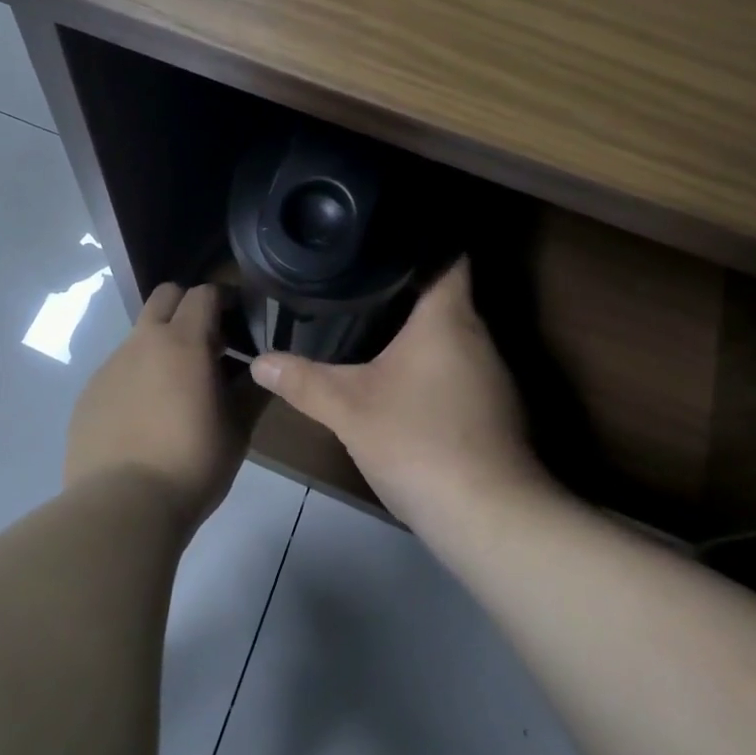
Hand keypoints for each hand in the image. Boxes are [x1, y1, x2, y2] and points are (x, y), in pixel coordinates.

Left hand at [64, 282, 252, 537]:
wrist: (120, 510)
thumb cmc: (190, 464)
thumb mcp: (237, 430)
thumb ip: (249, 390)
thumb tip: (259, 368)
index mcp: (183, 342)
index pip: (204, 293)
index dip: (224, 300)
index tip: (237, 322)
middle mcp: (143, 342)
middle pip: (165, 296)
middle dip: (187, 307)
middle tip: (205, 345)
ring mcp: (110, 366)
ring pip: (139, 336)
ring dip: (160, 348)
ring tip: (174, 394)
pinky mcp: (88, 394)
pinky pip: (118, 371)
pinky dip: (136, 380)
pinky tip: (143, 421)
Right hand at [250, 259, 547, 535]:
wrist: (490, 518)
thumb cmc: (420, 441)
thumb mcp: (349, 409)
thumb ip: (303, 381)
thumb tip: (258, 360)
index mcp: (449, 318)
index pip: (448, 256)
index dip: (423, 240)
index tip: (387, 236)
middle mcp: (479, 336)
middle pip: (447, 295)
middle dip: (408, 288)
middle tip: (362, 279)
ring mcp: (493, 376)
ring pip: (454, 336)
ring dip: (422, 331)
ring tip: (377, 321)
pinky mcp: (497, 411)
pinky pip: (461, 370)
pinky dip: (434, 366)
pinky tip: (405, 381)